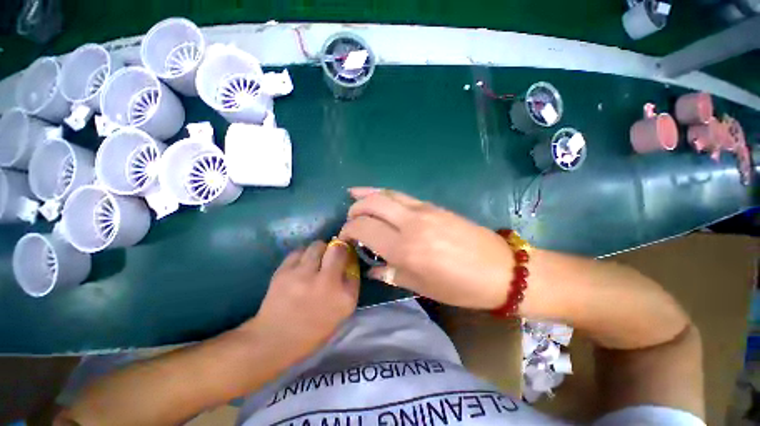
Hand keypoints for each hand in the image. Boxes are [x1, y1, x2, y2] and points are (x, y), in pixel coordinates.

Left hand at [244, 240, 359, 360]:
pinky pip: (299, 251)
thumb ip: (348, 286)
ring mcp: (304, 275)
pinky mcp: (284, 271)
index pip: (354, 265)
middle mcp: (327, 282)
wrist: (274, 340)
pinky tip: (300, 265)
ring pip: (318, 245)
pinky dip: (303, 255)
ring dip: (320, 249)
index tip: (346, 259)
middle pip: (338, 249)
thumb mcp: (341, 312)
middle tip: (332, 254)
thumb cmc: (313, 329)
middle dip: (338, 248)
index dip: (350, 259)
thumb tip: (348, 262)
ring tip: (316, 258)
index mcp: (344, 297)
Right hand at [339, 187, 513, 308]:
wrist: (500, 269)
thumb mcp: (421, 286)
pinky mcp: (432, 205)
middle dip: (354, 209)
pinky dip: (384, 192)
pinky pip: (401, 195)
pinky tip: (377, 194)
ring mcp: (422, 210)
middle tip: (350, 220)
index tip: (345, 237)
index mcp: (404, 248)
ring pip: (386, 193)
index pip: (363, 228)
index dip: (348, 230)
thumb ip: (391, 274)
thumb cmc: (460, 286)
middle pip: (371, 204)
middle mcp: (409, 223)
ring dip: (366, 195)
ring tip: (353, 196)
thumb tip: (371, 268)